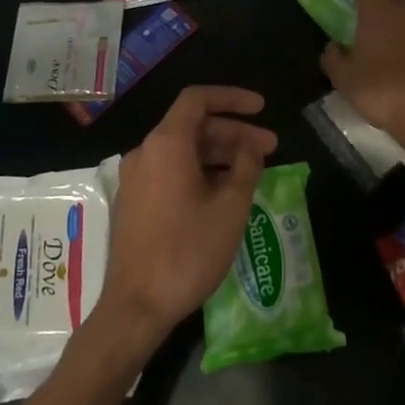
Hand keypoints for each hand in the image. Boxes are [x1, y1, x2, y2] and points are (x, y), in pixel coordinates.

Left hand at [97, 86, 278, 346]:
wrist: (137, 306)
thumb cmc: (188, 251)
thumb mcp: (230, 206)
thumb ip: (246, 167)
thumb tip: (250, 148)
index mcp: (166, 144)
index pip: (198, 99)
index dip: (232, 98)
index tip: (261, 108)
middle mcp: (145, 152)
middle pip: (193, 126)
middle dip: (234, 133)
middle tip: (270, 148)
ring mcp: (136, 178)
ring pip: (182, 150)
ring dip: (219, 154)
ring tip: (253, 170)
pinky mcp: (134, 201)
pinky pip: (170, 171)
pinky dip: (200, 171)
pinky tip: (225, 191)